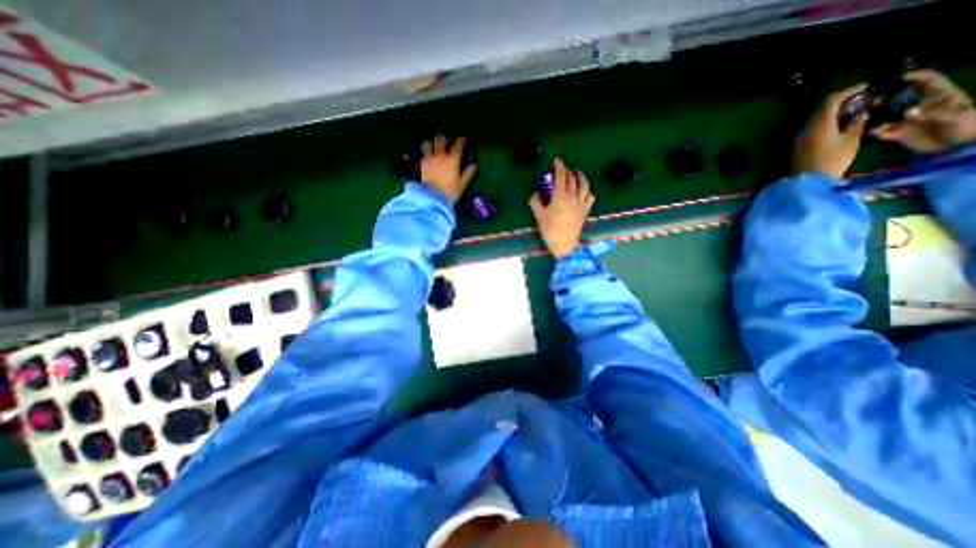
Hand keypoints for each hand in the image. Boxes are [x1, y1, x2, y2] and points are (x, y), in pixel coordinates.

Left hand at [421, 135, 479, 203]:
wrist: (433, 199)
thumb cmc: (450, 193)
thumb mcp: (461, 185)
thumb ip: (467, 174)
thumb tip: (473, 166)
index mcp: (452, 161)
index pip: (457, 146)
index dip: (460, 141)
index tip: (463, 139)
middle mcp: (440, 157)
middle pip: (440, 140)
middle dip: (443, 139)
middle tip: (446, 143)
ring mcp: (429, 160)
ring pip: (427, 144)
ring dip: (431, 144)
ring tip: (434, 148)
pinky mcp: (422, 165)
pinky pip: (423, 155)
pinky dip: (425, 154)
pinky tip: (428, 158)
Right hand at [533, 159, 593, 258]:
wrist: (564, 243)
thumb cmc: (550, 229)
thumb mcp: (539, 216)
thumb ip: (536, 202)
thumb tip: (535, 194)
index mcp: (560, 196)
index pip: (561, 177)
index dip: (559, 167)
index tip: (557, 161)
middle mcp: (572, 197)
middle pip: (572, 179)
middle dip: (568, 171)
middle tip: (563, 168)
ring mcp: (580, 204)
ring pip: (584, 186)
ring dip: (581, 177)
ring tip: (578, 173)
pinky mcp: (584, 211)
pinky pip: (590, 198)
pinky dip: (588, 191)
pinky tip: (586, 191)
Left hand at [792, 83, 869, 176]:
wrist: (808, 181)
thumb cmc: (833, 160)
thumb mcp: (851, 140)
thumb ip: (857, 122)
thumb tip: (861, 112)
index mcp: (819, 124)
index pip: (830, 101)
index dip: (847, 91)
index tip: (864, 87)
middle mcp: (805, 129)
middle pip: (821, 109)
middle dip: (840, 101)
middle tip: (860, 100)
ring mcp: (799, 138)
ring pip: (816, 119)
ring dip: (833, 113)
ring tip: (852, 113)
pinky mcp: (798, 146)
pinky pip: (812, 129)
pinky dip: (826, 123)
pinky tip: (839, 126)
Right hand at [868, 69, 974, 152]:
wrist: (957, 147)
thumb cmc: (964, 125)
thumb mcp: (955, 116)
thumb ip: (932, 112)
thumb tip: (907, 112)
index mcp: (938, 95)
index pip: (927, 79)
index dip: (913, 76)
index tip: (896, 79)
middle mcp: (918, 106)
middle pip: (899, 97)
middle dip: (885, 99)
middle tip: (870, 102)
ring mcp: (905, 120)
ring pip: (885, 114)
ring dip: (874, 115)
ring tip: (862, 117)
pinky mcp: (895, 134)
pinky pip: (879, 131)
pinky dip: (872, 131)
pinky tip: (869, 132)